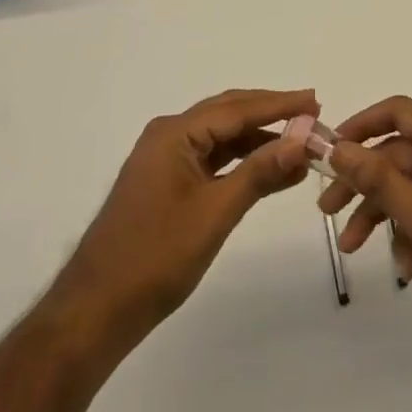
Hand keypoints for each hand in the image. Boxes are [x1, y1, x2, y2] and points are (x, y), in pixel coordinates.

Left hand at [52, 88, 316, 351]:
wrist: (96, 311)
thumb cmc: (155, 257)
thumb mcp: (215, 213)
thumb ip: (259, 172)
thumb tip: (301, 139)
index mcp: (175, 133)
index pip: (237, 108)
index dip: (279, 104)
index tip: (315, 100)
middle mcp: (169, 136)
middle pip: (229, 115)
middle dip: (271, 115)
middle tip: (312, 116)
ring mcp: (165, 160)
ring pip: (221, 139)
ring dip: (259, 141)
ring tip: (299, 146)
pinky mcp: (166, 184)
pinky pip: (212, 161)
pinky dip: (242, 163)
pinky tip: (270, 172)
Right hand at [318, 96, 411, 346]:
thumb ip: (377, 178)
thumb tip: (337, 148)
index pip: (397, 110)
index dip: (360, 125)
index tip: (331, 151)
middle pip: (396, 152)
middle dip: (362, 182)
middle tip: (327, 211)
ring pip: (409, 183)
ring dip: (382, 213)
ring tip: (355, 249)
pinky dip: (411, 229)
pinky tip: (407, 269)